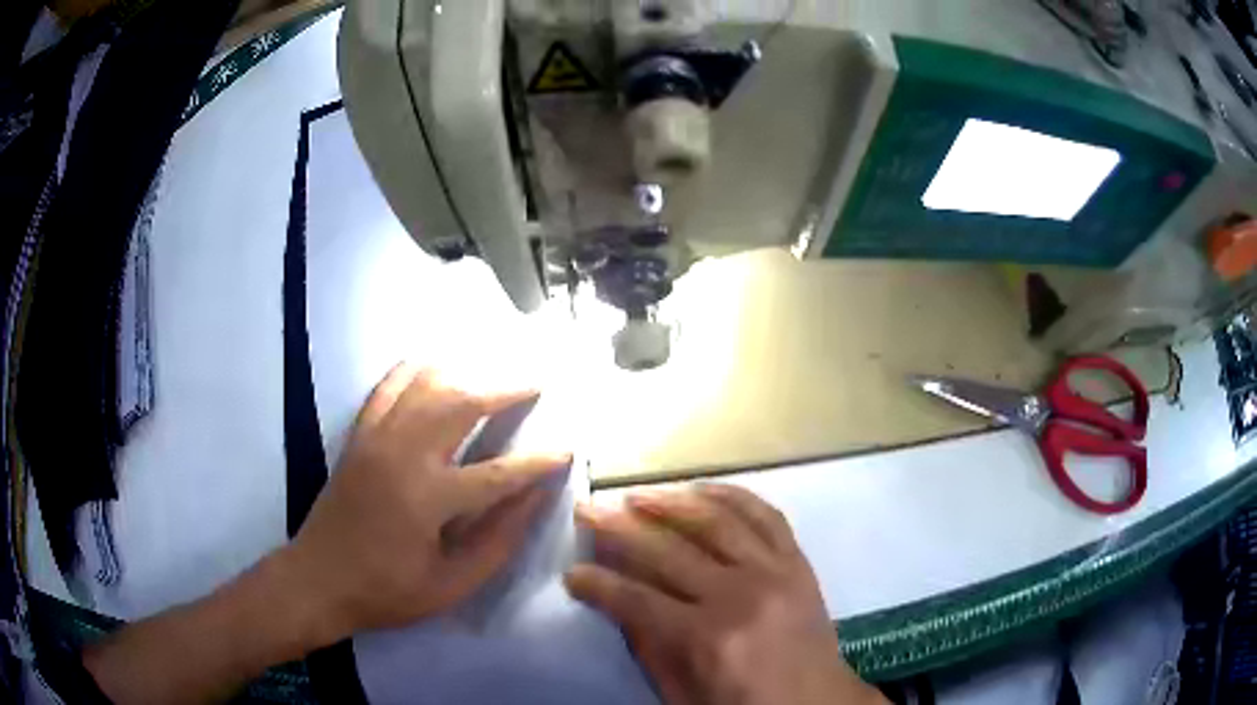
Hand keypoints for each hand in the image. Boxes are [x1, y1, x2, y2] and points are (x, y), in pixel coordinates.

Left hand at [282, 364, 569, 640]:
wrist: (318, 580)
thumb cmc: (388, 591)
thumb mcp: (451, 585)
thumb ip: (497, 541)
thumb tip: (534, 499)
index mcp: (429, 499)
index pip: (499, 472)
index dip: (538, 462)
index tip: (566, 450)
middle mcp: (404, 455)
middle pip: (461, 403)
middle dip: (504, 389)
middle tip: (534, 383)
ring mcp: (376, 439)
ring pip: (425, 385)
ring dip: (464, 372)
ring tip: (491, 373)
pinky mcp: (359, 436)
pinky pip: (386, 388)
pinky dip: (412, 370)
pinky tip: (431, 365)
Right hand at [566, 484, 885, 704]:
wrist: (817, 703)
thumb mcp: (683, 694)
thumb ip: (649, 648)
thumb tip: (619, 604)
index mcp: (707, 638)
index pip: (636, 599)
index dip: (598, 583)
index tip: (573, 572)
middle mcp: (739, 595)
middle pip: (667, 550)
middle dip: (617, 528)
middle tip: (588, 510)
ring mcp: (774, 571)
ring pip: (715, 520)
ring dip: (670, 501)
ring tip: (637, 494)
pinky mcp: (798, 562)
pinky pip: (766, 515)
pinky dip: (732, 495)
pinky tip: (703, 488)